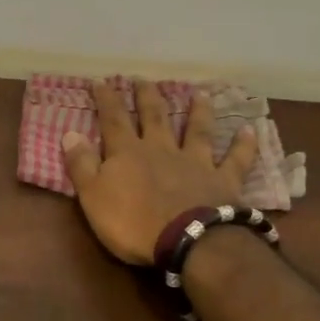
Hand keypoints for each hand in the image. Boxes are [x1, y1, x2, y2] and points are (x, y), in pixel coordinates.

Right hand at [62, 81, 258, 265]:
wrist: (188, 241)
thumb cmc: (133, 223)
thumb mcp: (93, 197)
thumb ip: (81, 164)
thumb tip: (69, 133)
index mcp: (128, 153)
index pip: (113, 120)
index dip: (106, 100)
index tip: (101, 81)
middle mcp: (162, 149)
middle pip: (154, 117)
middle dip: (147, 97)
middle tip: (144, 79)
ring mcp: (196, 162)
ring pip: (197, 130)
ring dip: (198, 111)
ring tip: (200, 93)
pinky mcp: (223, 181)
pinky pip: (235, 160)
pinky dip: (243, 146)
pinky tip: (250, 130)